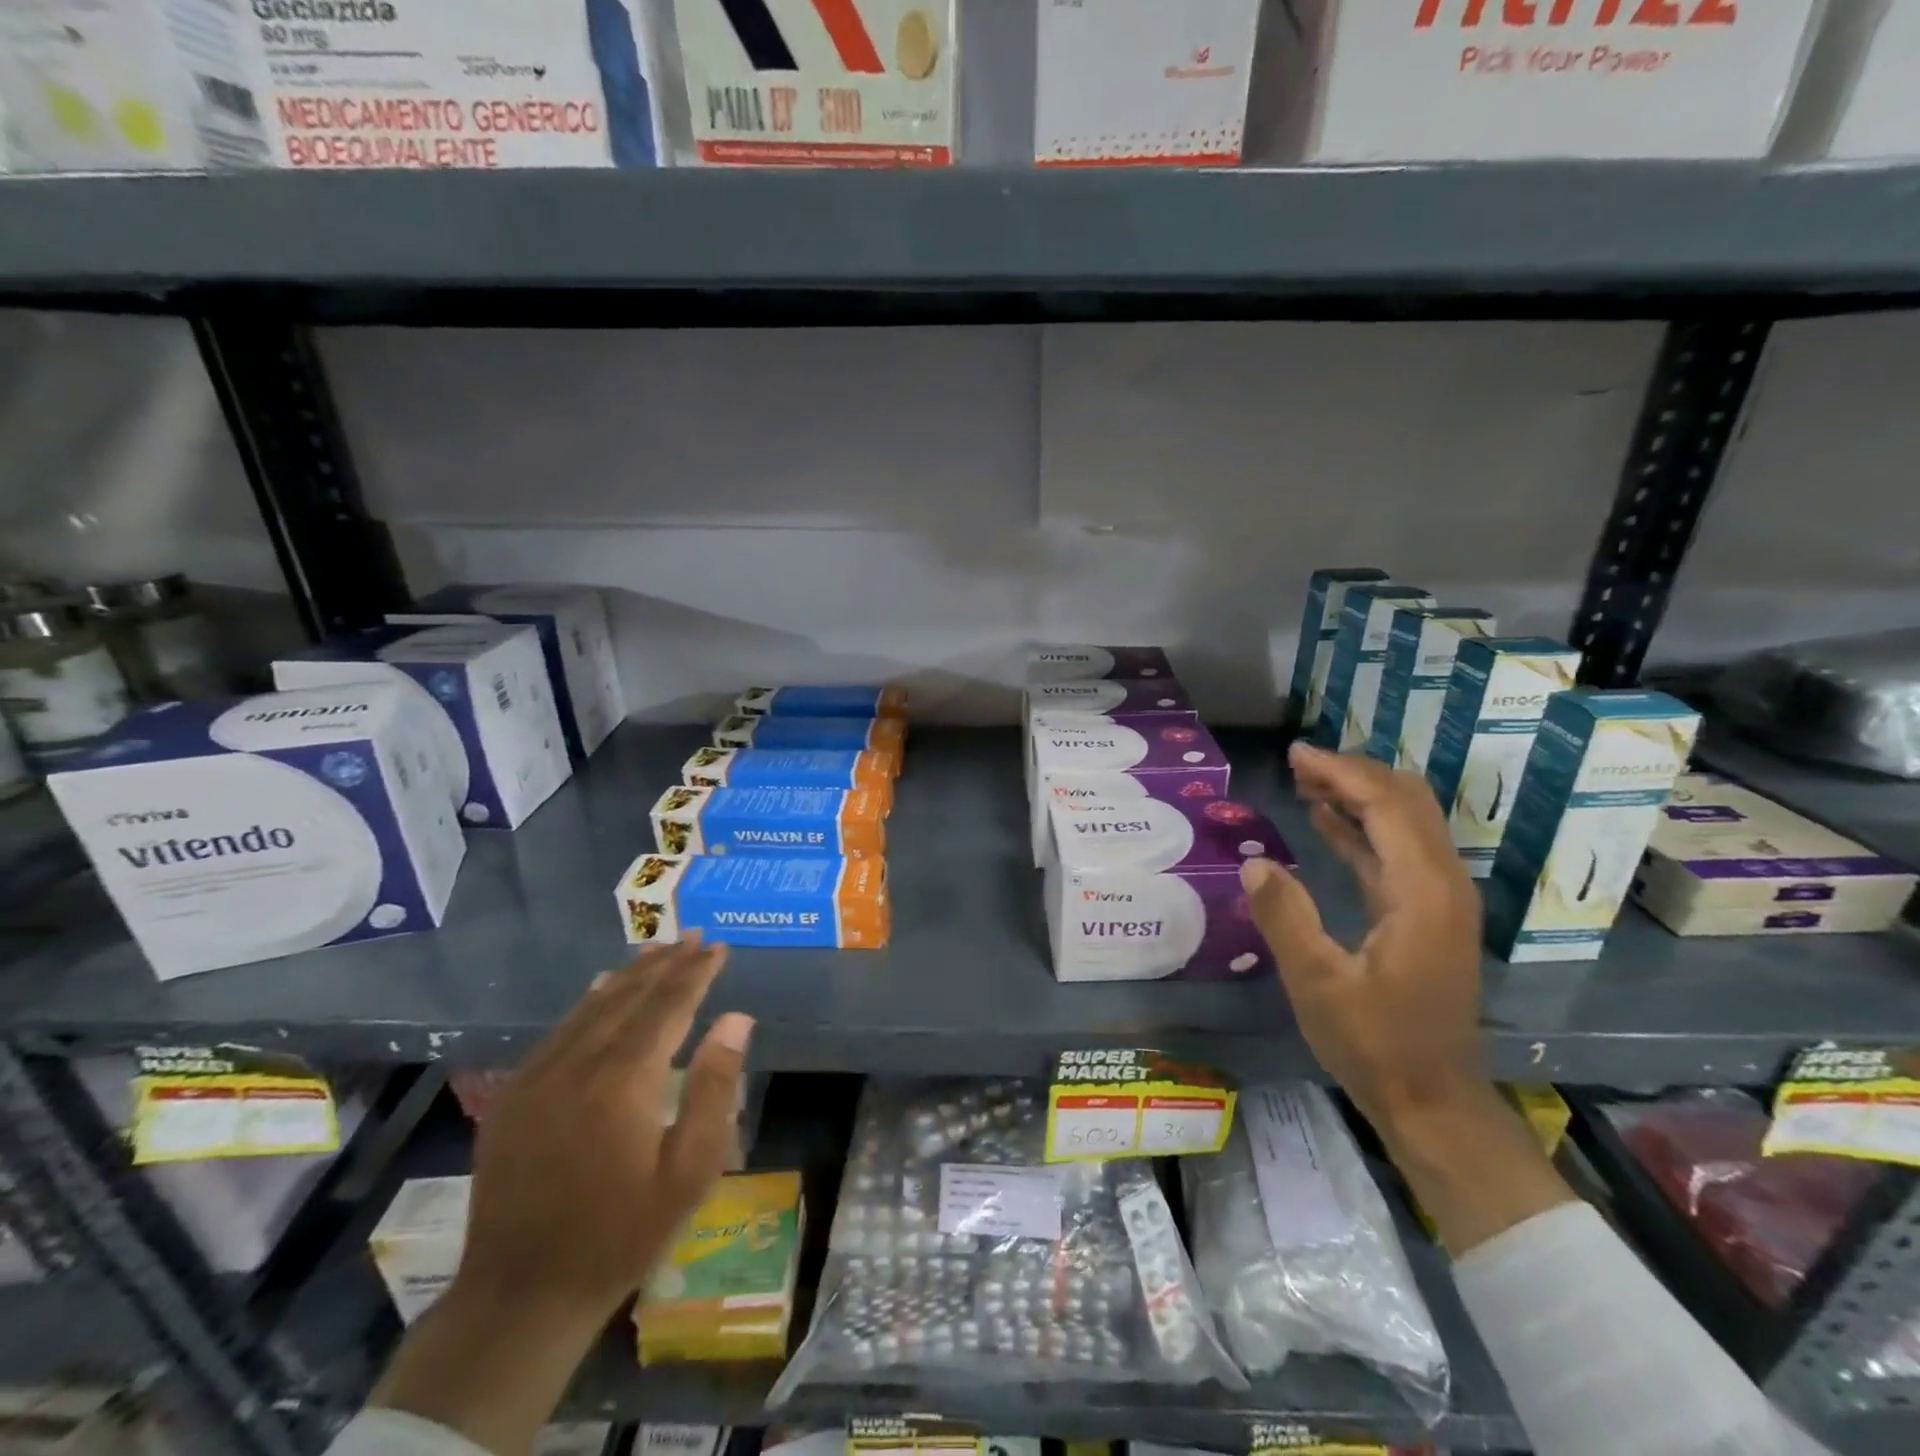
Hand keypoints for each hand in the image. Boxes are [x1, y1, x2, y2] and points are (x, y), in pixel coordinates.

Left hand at [372, 940, 751, 1453]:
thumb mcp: (690, 1171)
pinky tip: (602, 988)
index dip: (696, 973)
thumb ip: (715, 1087)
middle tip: (693, 936)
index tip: (718, 947)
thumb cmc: (622, 1234)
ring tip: (658, 951)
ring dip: (629, 976)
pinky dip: (589, 1002)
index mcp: (624, 1081)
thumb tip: (736, 1019)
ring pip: (592, 1007)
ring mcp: (538, 1077)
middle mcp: (578, 1064)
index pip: (668, 1006)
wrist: (520, 1295)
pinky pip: (560, 1031)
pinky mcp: (514, 1095)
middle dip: (666, 964)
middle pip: (630, 997)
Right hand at [1240, 742, 1483, 1130]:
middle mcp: (1442, 884)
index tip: (1296, 755)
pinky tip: (1327, 821)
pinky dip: (1362, 828)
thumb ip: (1286, 918)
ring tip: (1306, 781)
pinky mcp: (1427, 915)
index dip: (1342, 774)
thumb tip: (1253, 863)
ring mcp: (1439, 900)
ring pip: (1405, 823)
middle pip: (1406, 803)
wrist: (1432, 1101)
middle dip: (1354, 775)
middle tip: (1298, 763)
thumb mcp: (1317, 984)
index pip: (1387, 806)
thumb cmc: (1374, 1044)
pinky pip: (1396, 852)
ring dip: (1359, 796)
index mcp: (1422, 893)